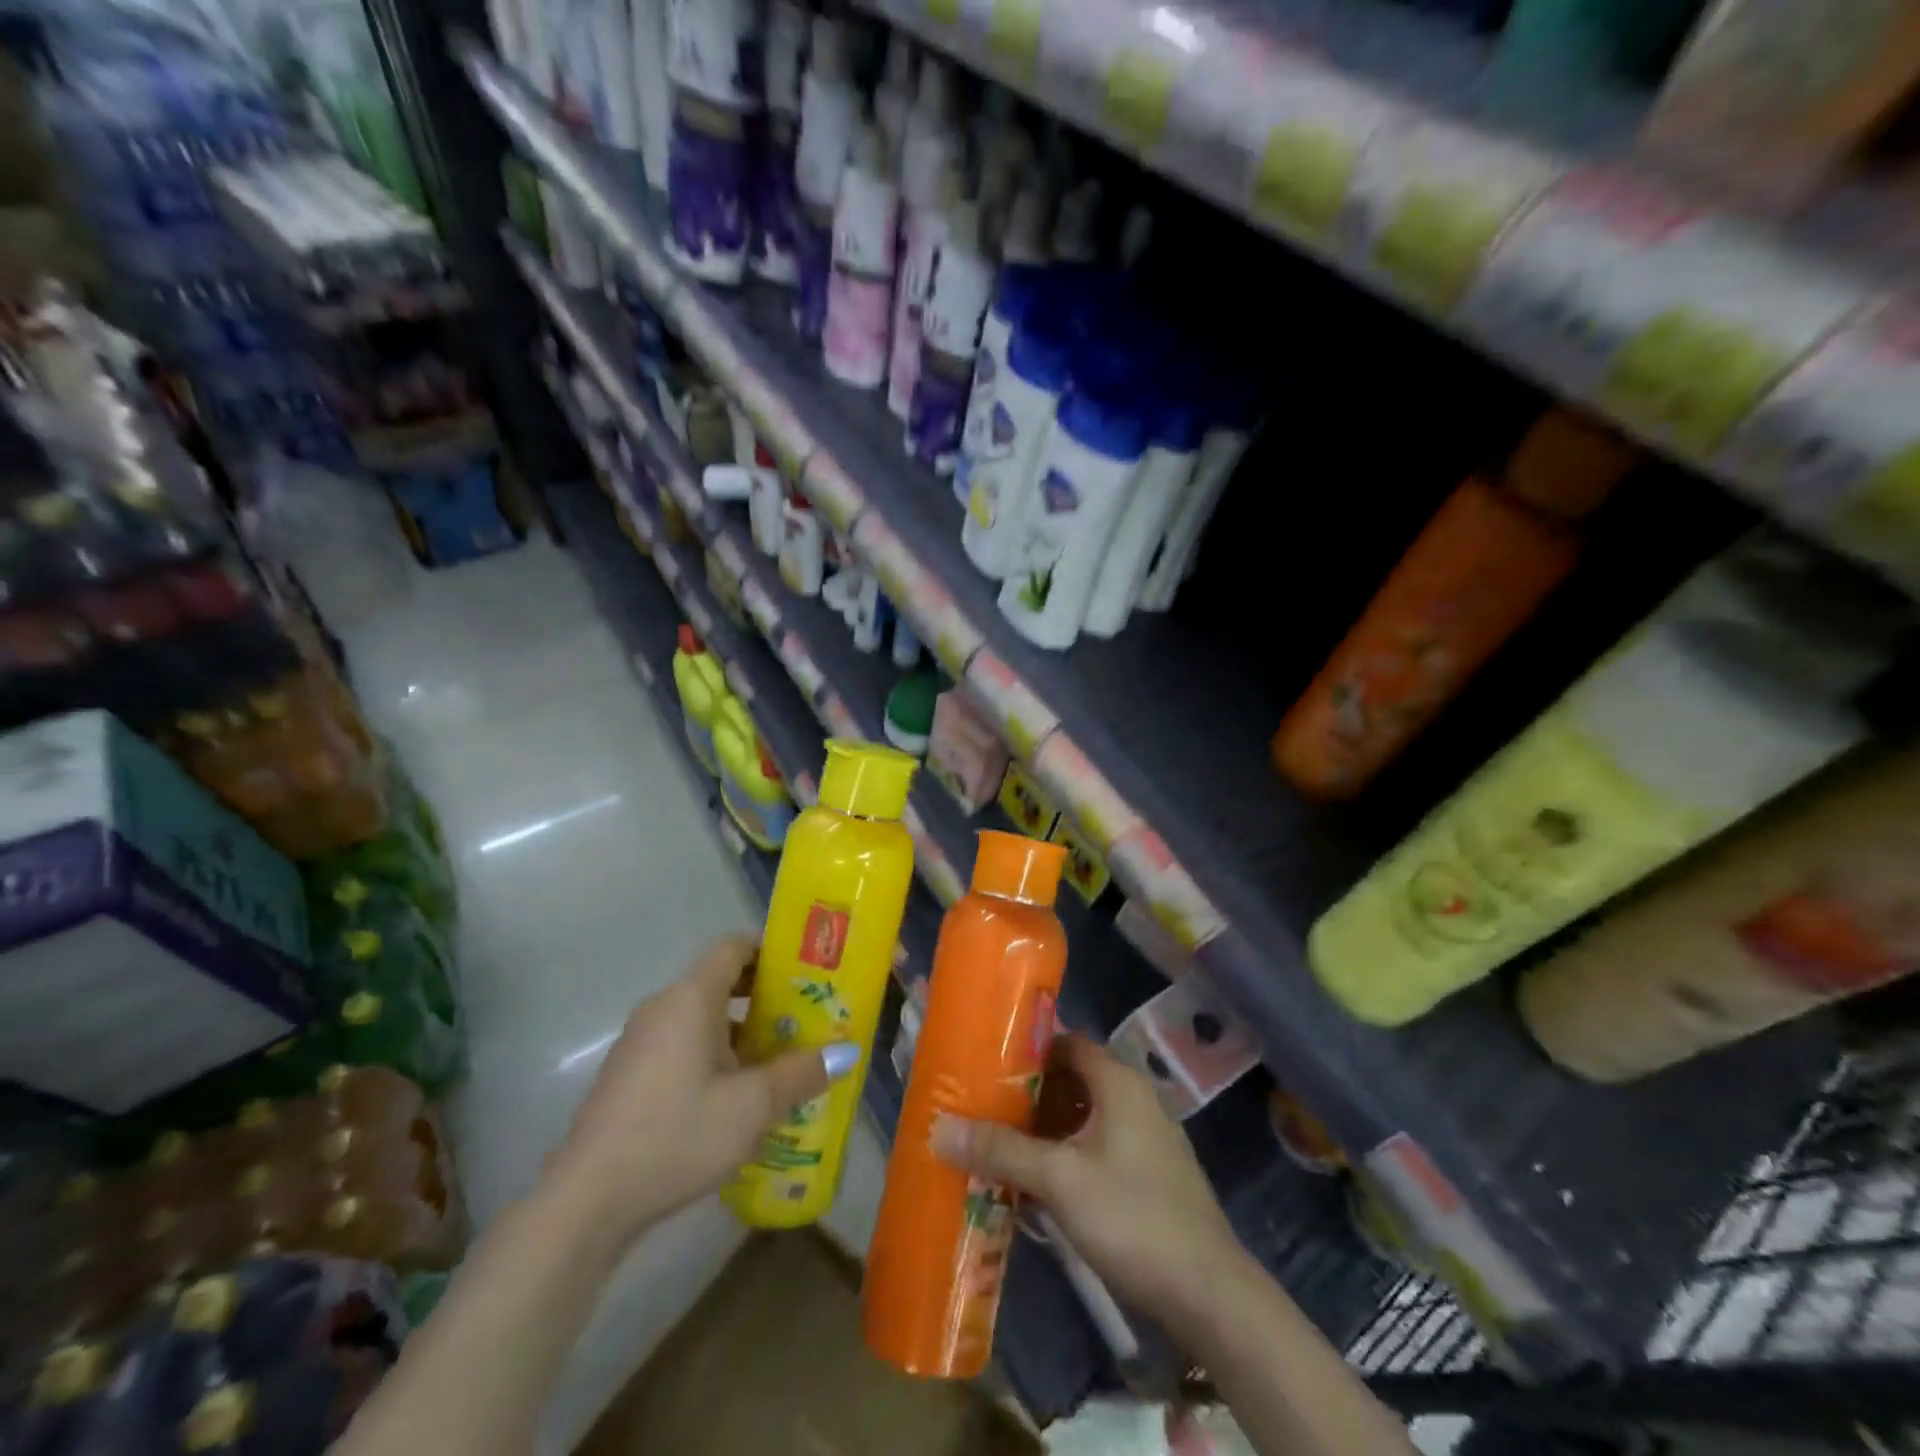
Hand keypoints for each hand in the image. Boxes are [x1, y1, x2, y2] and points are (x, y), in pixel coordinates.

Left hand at [548, 934, 855, 1236]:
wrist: (588, 1200)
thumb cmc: (678, 1133)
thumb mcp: (752, 1105)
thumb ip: (801, 1073)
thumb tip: (846, 1053)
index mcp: (690, 998)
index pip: (733, 946)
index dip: (770, 950)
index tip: (806, 969)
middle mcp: (663, 1007)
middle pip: (719, 980)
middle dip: (764, 994)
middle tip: (804, 1015)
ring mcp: (640, 1041)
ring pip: (701, 1016)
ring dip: (740, 1028)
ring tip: (779, 1057)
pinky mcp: (630, 1074)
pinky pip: (681, 1043)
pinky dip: (713, 1051)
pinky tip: (735, 1094)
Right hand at [930, 1035, 1246, 1327]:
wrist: (1209, 1294)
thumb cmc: (1131, 1217)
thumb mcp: (1058, 1180)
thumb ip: (1001, 1151)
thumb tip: (939, 1128)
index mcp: (1117, 1082)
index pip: (1065, 1042)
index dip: (1026, 1050)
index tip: (986, 1065)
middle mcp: (1134, 1098)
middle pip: (1071, 1080)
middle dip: (1028, 1095)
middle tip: (982, 1108)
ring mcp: (1145, 1137)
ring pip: (1083, 1117)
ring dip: (1044, 1130)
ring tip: (998, 1145)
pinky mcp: (1148, 1173)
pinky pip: (1097, 1147)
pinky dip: (1066, 1155)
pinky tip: (1036, 1185)